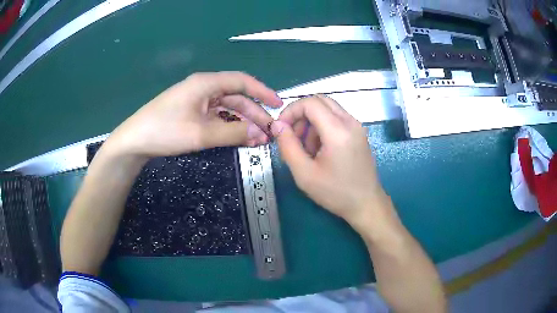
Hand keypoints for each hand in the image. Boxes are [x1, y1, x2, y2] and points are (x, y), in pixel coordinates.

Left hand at [106, 72, 282, 157]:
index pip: (242, 82)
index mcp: (206, 84)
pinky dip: (229, 127)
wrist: (134, 141)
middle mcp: (203, 89)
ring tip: (258, 140)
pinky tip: (239, 138)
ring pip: (227, 109)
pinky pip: (216, 118)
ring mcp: (197, 102)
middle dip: (254, 114)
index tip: (278, 105)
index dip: (262, 92)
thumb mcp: (200, 133)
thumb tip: (259, 133)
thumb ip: (232, 132)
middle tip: (270, 132)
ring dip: (243, 123)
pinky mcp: (191, 113)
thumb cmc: (165, 131)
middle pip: (236, 98)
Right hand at [270, 95, 390, 230]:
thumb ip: (288, 146)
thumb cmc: (336, 193)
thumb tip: (277, 125)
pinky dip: (323, 127)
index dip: (291, 111)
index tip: (281, 128)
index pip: (310, 103)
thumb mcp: (304, 174)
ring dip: (312, 122)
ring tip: (307, 149)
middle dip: (301, 114)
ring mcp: (357, 126)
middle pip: (320, 100)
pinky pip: (337, 119)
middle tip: (292, 136)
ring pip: (328, 109)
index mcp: (338, 131)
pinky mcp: (359, 133)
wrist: (366, 204)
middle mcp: (350, 122)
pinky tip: (320, 150)